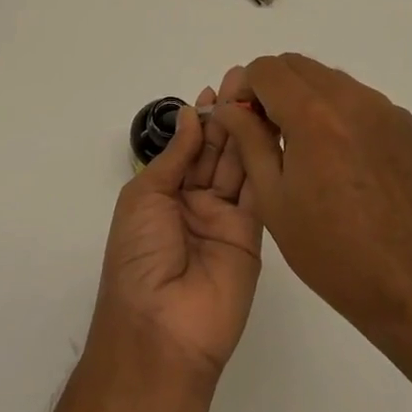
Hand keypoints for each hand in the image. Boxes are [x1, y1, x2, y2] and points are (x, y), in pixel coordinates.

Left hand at [90, 91, 261, 384]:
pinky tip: (272, 130)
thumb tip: (191, 116)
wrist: (162, 331)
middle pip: (216, 151)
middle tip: (246, 80)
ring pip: (239, 165)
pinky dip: (265, 160)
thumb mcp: (144, 197)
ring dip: (248, 130)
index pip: (188, 147)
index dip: (202, 118)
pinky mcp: (253, 234)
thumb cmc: (139, 258)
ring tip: (260, 95)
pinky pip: (258, 191)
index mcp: (164, 194)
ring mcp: (225, 218)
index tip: (218, 87)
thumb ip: (175, 156)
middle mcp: (196, 202)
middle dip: (228, 115)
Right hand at [210, 55, 411, 338]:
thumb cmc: (332, 250)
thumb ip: (249, 141)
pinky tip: (339, 159)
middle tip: (267, 132)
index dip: (246, 88)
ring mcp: (381, 107)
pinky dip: (337, 111)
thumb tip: (230, 107)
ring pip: (328, 78)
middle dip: (273, 88)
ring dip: (305, 96)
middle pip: (297, 65)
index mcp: (313, 114)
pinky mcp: (402, 122)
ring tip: (303, 148)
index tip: (243, 120)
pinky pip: (357, 98)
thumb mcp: (274, 200)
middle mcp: (350, 97)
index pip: (266, 69)